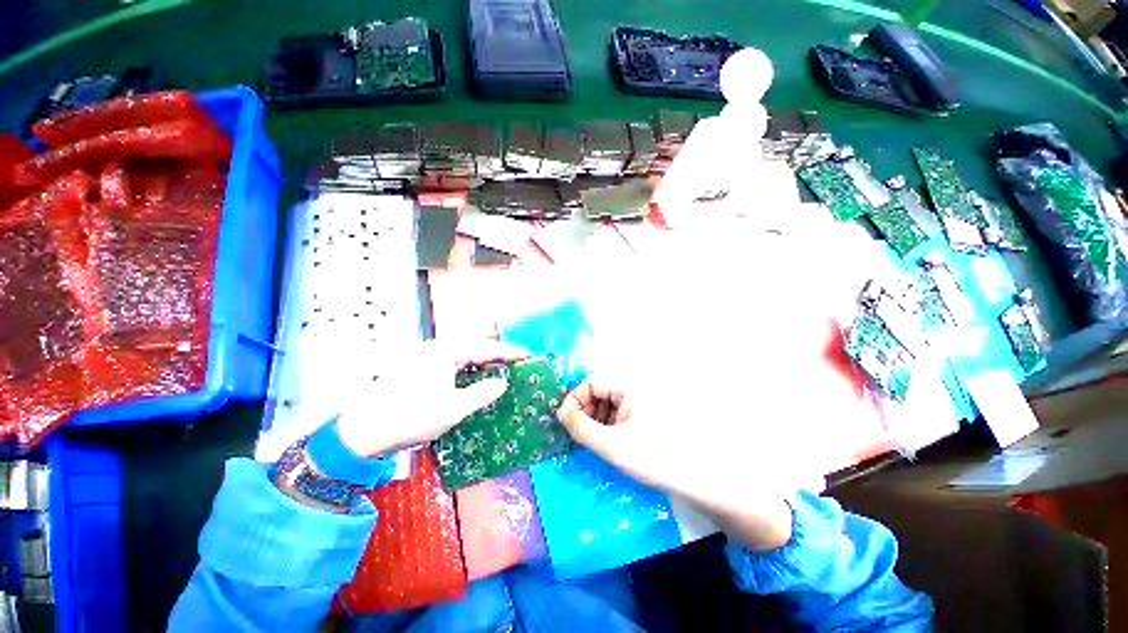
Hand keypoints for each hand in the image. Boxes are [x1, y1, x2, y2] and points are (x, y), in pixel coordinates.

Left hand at [335, 339, 526, 457]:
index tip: (527, 354)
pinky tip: (474, 380)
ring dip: (482, 363)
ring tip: (500, 371)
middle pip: (474, 348)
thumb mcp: (454, 408)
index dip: (508, 352)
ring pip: (463, 356)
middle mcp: (436, 349)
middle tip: (516, 364)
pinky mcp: (419, 369)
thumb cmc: (412, 417)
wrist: (364, 431)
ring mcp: (426, 358)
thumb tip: (502, 383)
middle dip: (496, 356)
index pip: (485, 347)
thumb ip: (482, 393)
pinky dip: (467, 370)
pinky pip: (451, 364)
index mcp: (446, 352)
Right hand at [557, 374, 793, 551]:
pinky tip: (611, 443)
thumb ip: (581, 428)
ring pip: (610, 402)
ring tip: (595, 442)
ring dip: (597, 419)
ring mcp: (644, 400)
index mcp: (628, 385)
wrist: (702, 477)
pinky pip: (622, 412)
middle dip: (586, 410)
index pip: (591, 382)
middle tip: (579, 435)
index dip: (575, 400)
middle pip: (600, 390)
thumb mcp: (612, 445)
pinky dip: (610, 424)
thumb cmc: (655, 457)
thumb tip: (561, 413)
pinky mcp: (649, 413)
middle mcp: (636, 386)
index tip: (565, 423)